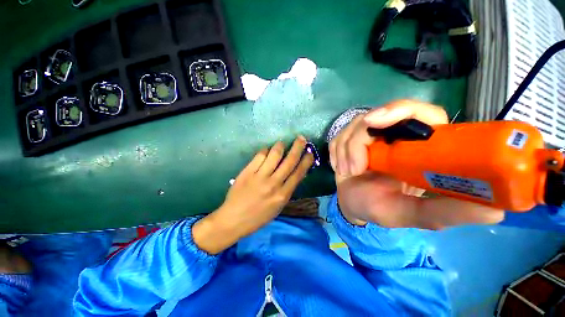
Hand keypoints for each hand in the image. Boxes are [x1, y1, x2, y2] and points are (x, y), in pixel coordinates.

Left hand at [193, 136, 313, 253]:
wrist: (234, 219)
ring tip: (282, 143)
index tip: (310, 152)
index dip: (306, 161)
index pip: (299, 173)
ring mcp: (260, 177)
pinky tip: (266, 151)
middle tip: (301, 138)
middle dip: (298, 147)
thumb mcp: (278, 206)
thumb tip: (295, 172)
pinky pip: (260, 156)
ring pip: (274, 154)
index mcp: (283, 195)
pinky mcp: (248, 172)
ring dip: (280, 146)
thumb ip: (287, 189)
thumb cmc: (258, 216)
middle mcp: (274, 184)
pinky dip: (265, 150)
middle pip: (290, 161)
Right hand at [329, 100, 504, 228]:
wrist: (352, 204)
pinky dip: (337, 153)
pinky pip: (339, 137)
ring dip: (347, 151)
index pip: (421, 113)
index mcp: (419, 146)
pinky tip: (341, 168)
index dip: (401, 110)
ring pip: (354, 126)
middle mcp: (395, 135)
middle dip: (360, 134)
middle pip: (380, 114)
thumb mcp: (411, 214)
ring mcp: (369, 136)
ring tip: (349, 172)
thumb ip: (445, 212)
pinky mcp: (349, 139)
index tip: (377, 122)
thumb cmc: (380, 208)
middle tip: (354, 159)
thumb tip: (497, 210)